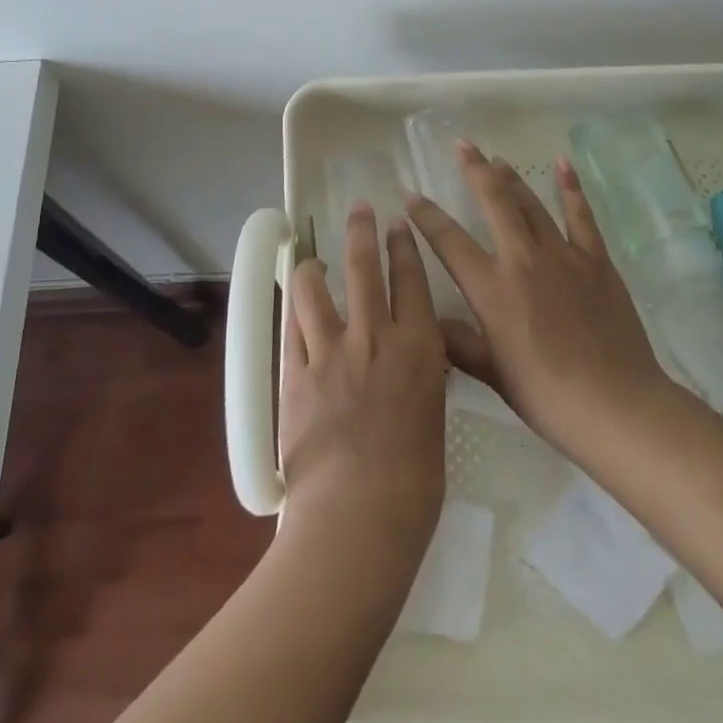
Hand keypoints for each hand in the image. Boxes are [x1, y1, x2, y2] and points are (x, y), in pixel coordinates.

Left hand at [278, 206, 447, 563]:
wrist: (359, 512)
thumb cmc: (414, 480)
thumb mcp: (432, 415)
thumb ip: (420, 377)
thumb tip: (412, 361)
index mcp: (419, 346)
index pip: (411, 279)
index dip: (403, 246)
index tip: (398, 225)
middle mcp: (376, 335)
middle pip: (365, 266)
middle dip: (361, 231)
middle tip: (359, 210)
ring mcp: (331, 350)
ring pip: (316, 288)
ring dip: (314, 267)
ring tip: (311, 259)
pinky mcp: (295, 372)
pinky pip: (291, 327)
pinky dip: (293, 310)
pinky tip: (293, 302)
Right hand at [407, 144, 669, 457]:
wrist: (614, 403)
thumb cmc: (546, 394)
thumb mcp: (492, 372)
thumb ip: (459, 342)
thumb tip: (430, 323)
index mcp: (491, 288)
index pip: (449, 241)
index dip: (426, 216)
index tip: (411, 196)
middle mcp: (522, 260)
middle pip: (494, 203)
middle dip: (475, 171)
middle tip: (462, 146)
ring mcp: (563, 255)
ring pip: (532, 204)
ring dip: (513, 178)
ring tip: (497, 159)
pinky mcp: (596, 260)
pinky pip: (580, 216)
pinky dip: (570, 189)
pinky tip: (562, 166)